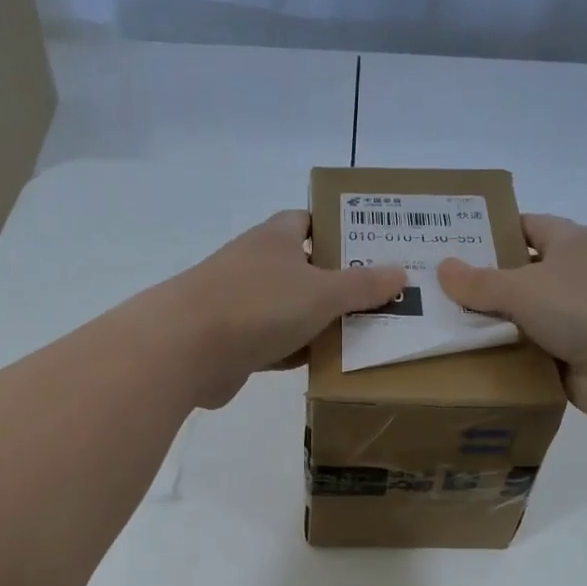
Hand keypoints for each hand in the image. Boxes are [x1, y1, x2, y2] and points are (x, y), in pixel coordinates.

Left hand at [162, 211, 406, 407]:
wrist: (186, 349)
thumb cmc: (259, 305)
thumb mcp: (323, 292)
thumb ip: (363, 285)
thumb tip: (400, 272)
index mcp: (275, 238)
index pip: (308, 221)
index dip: (337, 230)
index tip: (369, 249)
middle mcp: (255, 264)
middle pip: (303, 269)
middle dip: (336, 284)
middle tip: (379, 299)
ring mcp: (240, 303)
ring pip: (289, 309)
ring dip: (317, 322)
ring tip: (362, 335)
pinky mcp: (231, 341)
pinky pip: (273, 343)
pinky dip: (294, 351)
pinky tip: (322, 365)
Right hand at [436, 214, 586, 421]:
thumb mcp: (525, 287)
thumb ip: (481, 282)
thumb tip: (443, 267)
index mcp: (569, 244)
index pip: (523, 227)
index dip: (488, 232)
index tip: (448, 243)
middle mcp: (572, 279)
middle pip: (516, 278)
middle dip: (478, 286)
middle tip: (427, 292)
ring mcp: (574, 322)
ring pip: (520, 321)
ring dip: (487, 329)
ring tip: (435, 331)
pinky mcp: (571, 362)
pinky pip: (527, 357)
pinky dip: (503, 362)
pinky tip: (463, 367)